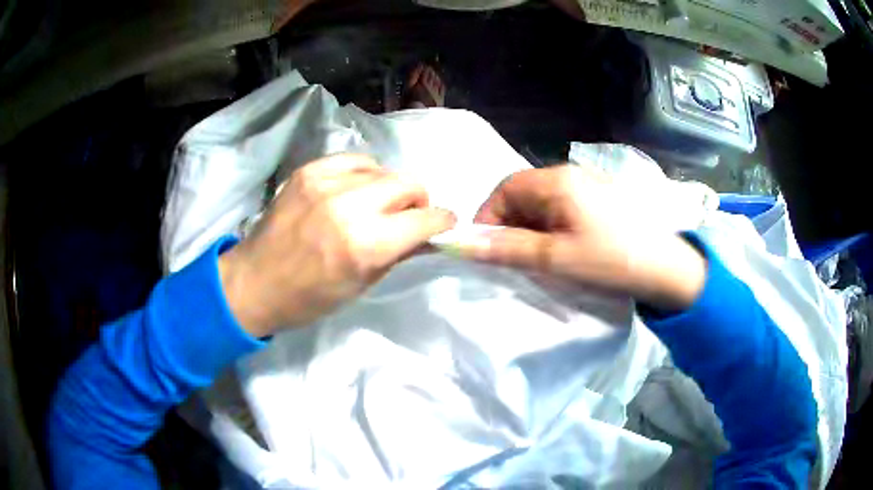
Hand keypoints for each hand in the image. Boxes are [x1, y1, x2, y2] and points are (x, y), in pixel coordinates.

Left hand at [218, 154, 455, 336]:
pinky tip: (354, 190)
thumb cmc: (309, 298)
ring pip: (383, 168)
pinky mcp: (309, 171)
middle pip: (409, 183)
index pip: (426, 218)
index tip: (443, 225)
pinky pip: (354, 160)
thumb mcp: (361, 285)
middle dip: (419, 201)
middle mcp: (349, 205)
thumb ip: (398, 253)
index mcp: (365, 244)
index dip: (442, 221)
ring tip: (375, 204)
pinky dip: (364, 174)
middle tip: (408, 217)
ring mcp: (326, 182)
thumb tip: (426, 234)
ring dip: (389, 188)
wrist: (253, 282)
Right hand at [462, 164, 706, 310]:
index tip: (486, 249)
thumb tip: (462, 244)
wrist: (667, 268)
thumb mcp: (556, 258)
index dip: (488, 217)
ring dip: (530, 228)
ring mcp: (587, 185)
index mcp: (558, 180)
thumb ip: (508, 248)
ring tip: (537, 258)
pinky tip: (561, 250)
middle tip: (512, 258)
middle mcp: (570, 174)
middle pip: (523, 193)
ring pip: (542, 203)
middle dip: (509, 224)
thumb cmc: (611, 260)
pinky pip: (562, 208)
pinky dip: (550, 228)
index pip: (505, 188)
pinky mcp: (599, 200)